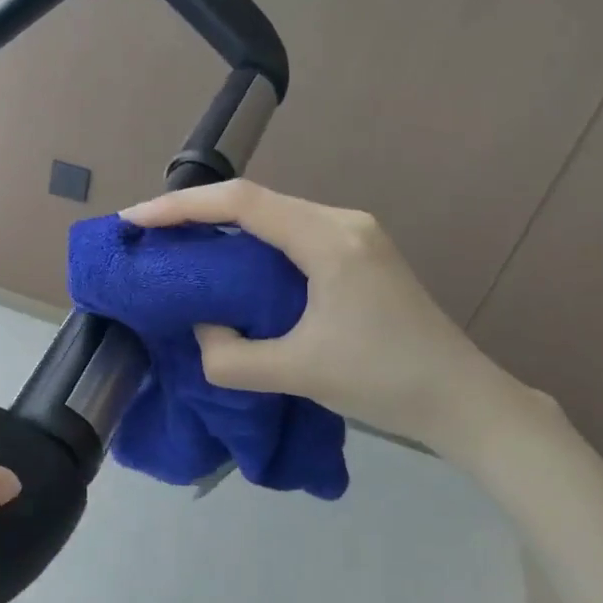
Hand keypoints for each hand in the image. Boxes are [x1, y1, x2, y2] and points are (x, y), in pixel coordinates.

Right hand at [122, 181, 534, 454]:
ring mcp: (354, 234)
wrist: (467, 401)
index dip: (182, 206)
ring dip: (223, 227)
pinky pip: (290, 234)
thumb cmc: (385, 381)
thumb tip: (202, 330)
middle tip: (149, 235)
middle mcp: (341, 221)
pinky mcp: (358, 253)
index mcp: (329, 240)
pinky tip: (230, 264)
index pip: (241, 203)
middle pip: (255, 200)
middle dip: (195, 213)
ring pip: (272, 215)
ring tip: (179, 246)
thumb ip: (230, 356)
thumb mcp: (297, 373)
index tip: (135, 221)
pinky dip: (250, 243)